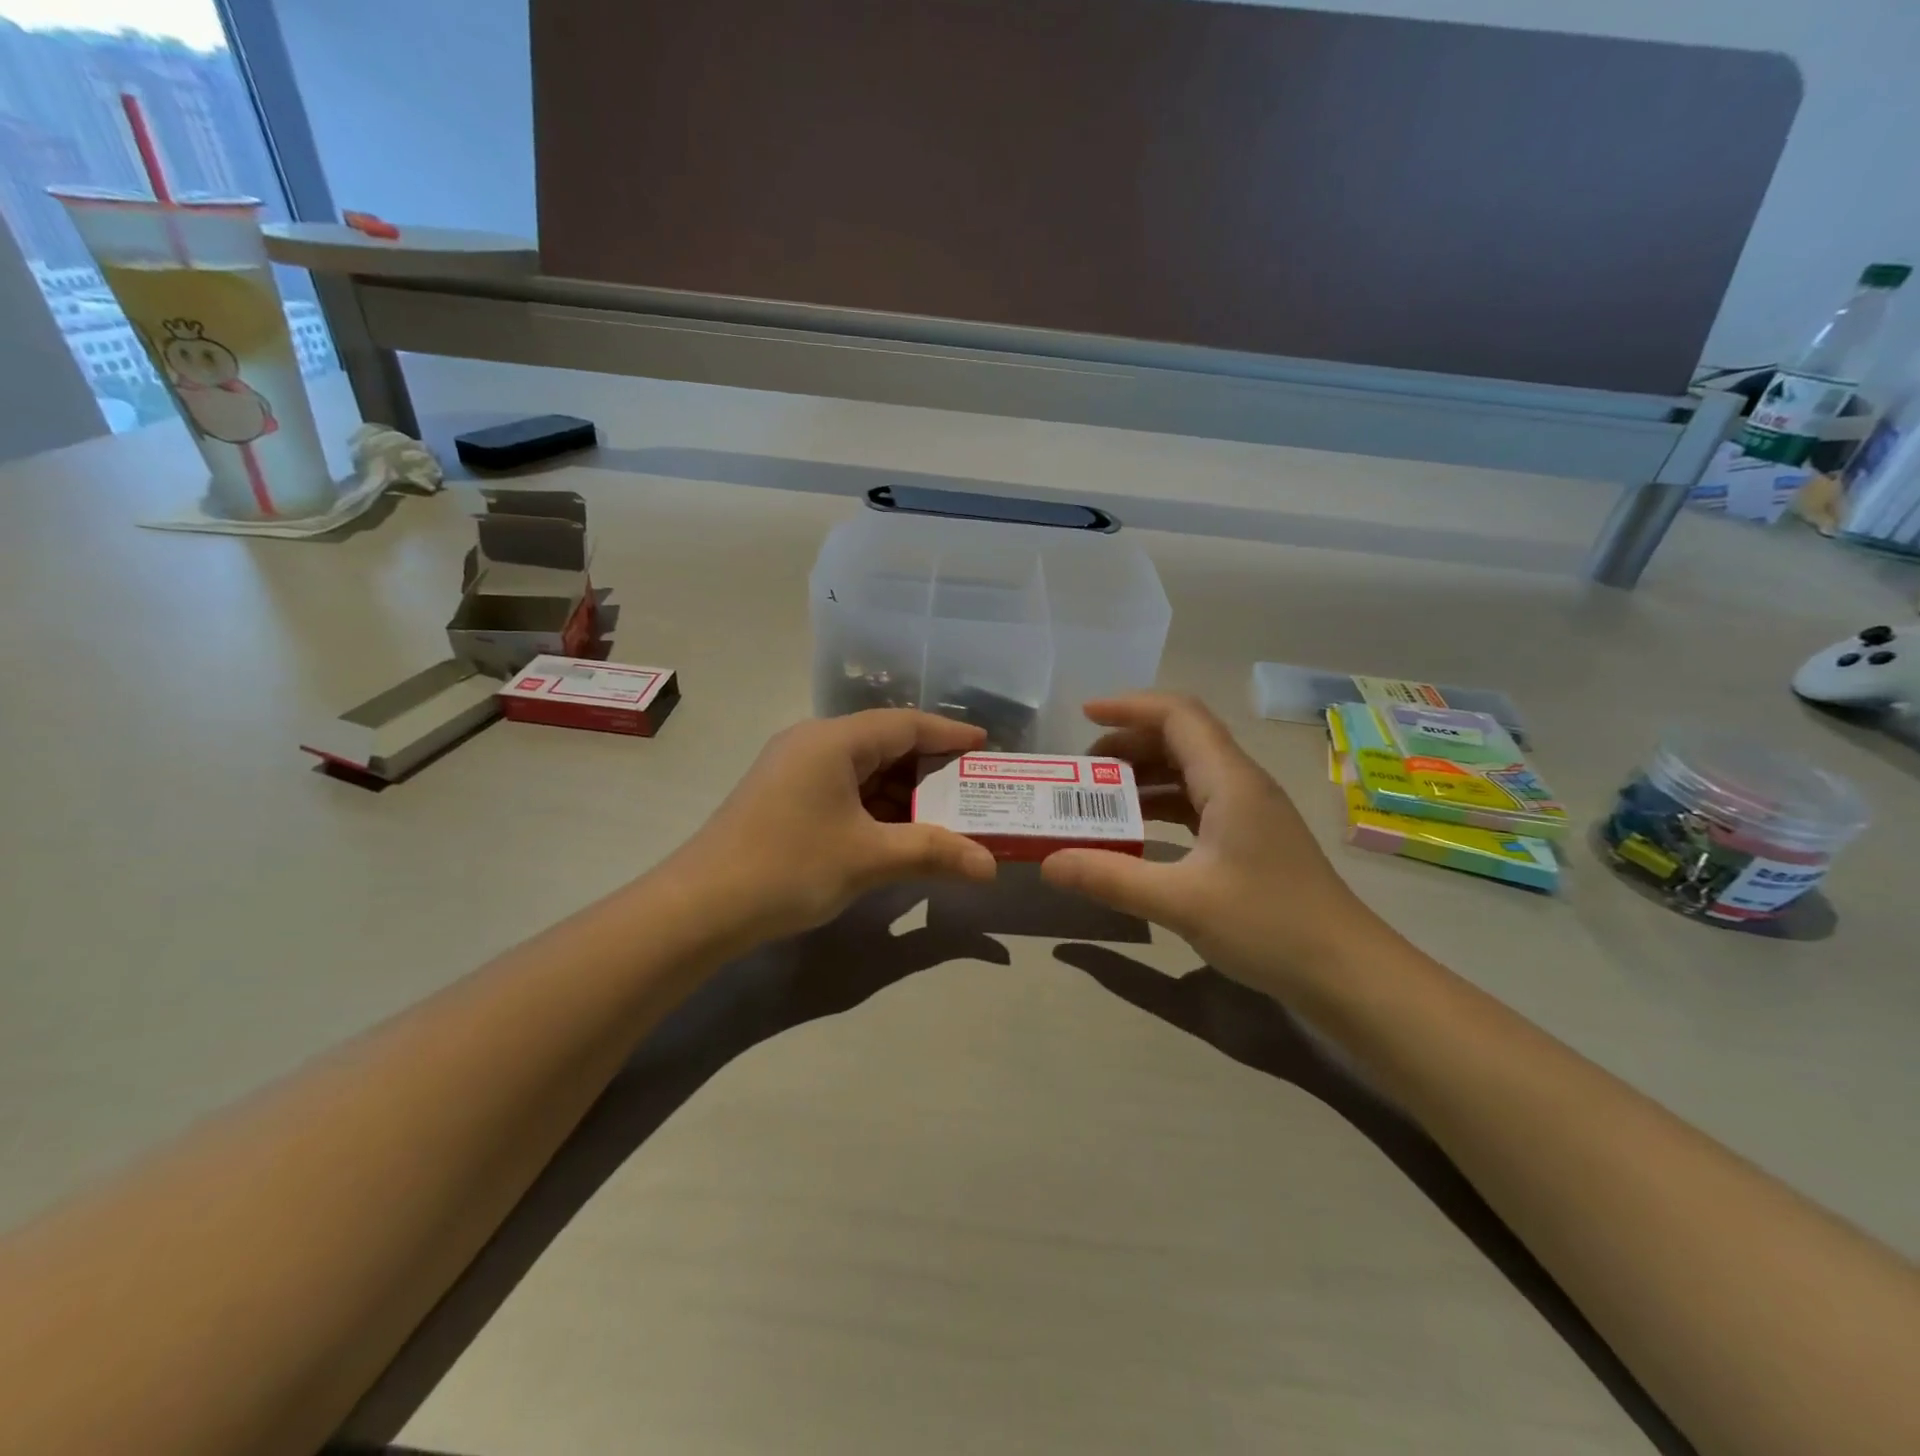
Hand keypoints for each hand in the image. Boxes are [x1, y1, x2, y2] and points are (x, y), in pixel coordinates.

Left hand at [669, 711, 997, 949]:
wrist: (700, 908)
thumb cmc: (789, 867)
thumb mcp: (870, 858)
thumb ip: (934, 853)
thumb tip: (990, 866)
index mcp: (834, 741)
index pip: (906, 724)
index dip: (950, 736)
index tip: (986, 748)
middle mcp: (813, 743)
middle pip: (885, 744)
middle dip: (930, 769)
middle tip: (972, 790)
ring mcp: (793, 770)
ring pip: (863, 770)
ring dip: (902, 792)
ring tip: (944, 816)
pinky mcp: (783, 797)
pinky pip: (843, 789)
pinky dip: (875, 807)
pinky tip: (897, 833)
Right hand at [1040, 694, 1385, 997]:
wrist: (1348, 973)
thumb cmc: (1270, 926)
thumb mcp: (1181, 902)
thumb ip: (1111, 878)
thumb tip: (1048, 863)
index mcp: (1230, 780)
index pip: (1178, 716)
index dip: (1129, 707)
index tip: (1083, 716)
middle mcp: (1242, 784)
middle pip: (1181, 739)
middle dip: (1128, 743)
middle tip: (1082, 770)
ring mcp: (1250, 812)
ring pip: (1189, 772)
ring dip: (1144, 776)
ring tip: (1099, 798)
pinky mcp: (1251, 839)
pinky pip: (1198, 803)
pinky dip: (1161, 805)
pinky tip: (1137, 831)